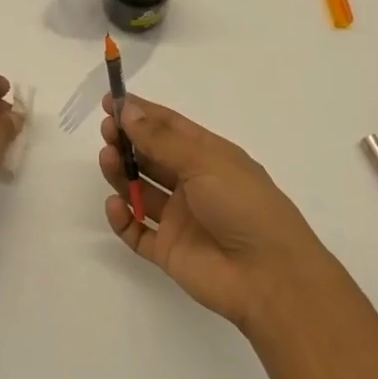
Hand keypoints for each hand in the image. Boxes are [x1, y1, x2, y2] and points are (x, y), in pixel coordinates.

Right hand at [99, 95, 321, 329]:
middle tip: (106, 132)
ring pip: (139, 190)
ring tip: (107, 159)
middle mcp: (193, 184)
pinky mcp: (168, 250)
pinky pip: (136, 231)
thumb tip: (128, 110)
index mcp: (209, 156)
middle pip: (151, 157)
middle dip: (127, 141)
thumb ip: (161, 139)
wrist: (270, 277)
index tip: (110, 101)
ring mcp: (179, 218)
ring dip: (121, 173)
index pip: (169, 127)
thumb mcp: (205, 162)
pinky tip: (116, 205)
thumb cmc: (244, 205)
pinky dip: (122, 218)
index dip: (140, 113)